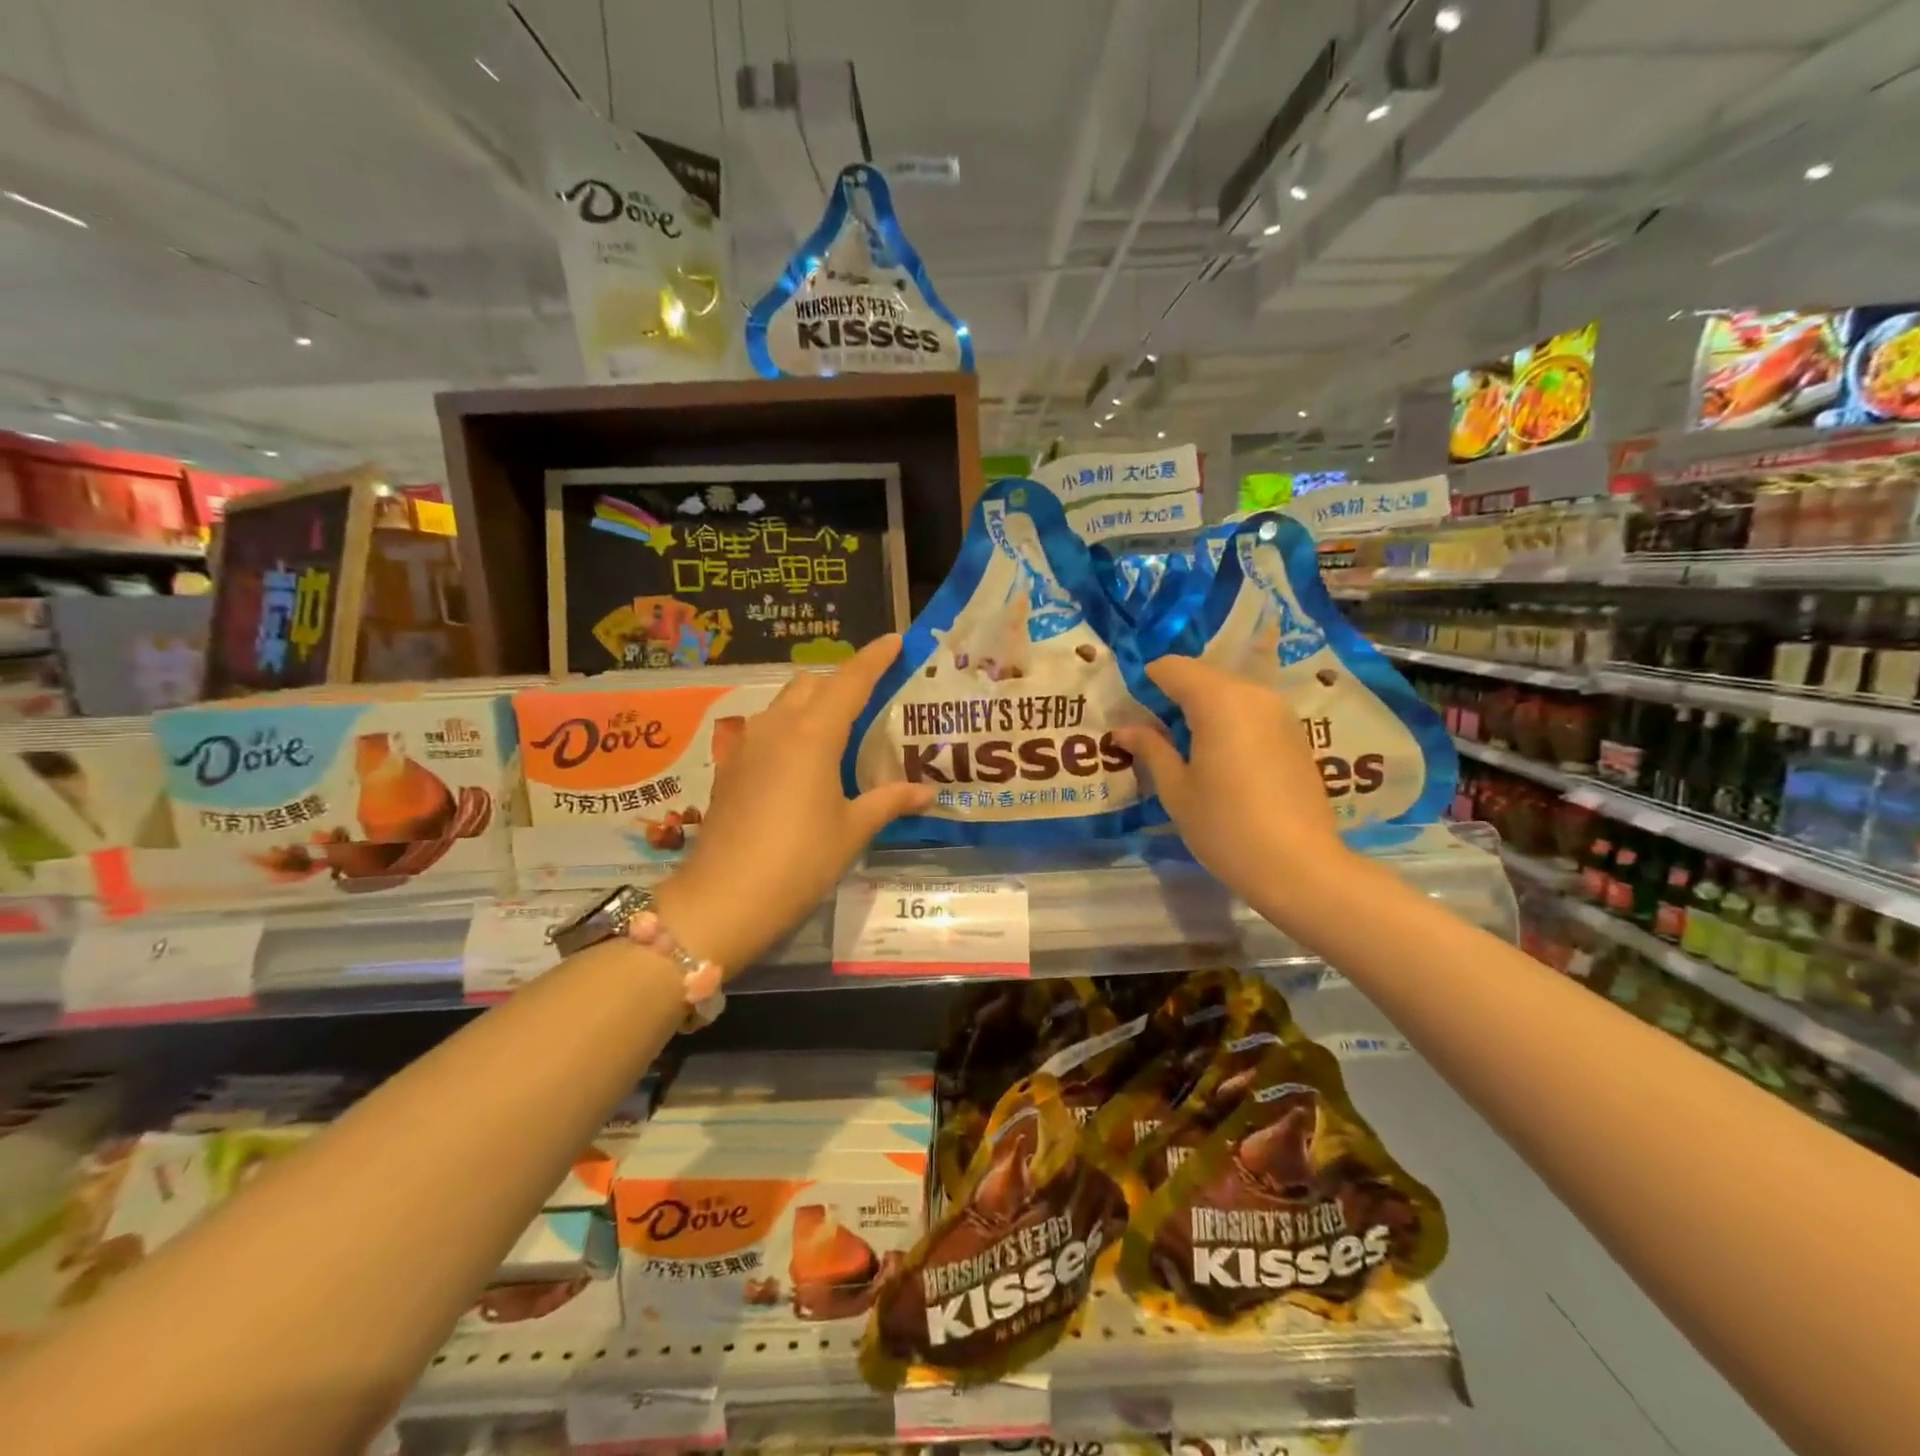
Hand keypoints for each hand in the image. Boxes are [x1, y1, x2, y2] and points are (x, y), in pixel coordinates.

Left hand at [653, 636, 934, 974]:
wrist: (723, 899)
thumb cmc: (799, 861)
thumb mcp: (852, 830)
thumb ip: (889, 801)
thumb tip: (928, 792)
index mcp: (813, 734)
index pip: (850, 681)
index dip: (874, 658)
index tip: (894, 640)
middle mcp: (777, 727)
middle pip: (812, 683)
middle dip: (842, 680)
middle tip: (872, 697)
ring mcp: (748, 746)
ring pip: (785, 703)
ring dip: (813, 703)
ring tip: (842, 729)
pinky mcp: (731, 768)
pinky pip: (767, 730)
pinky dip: (791, 729)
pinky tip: (804, 762)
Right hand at [1110, 655, 1350, 901]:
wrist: (1300, 867)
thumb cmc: (1225, 826)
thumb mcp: (1177, 789)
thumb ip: (1151, 749)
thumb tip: (1124, 729)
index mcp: (1218, 700)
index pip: (1172, 668)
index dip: (1146, 682)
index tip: (1129, 710)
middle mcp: (1253, 694)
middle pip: (1203, 676)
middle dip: (1173, 695)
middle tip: (1150, 732)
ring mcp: (1280, 713)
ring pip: (1229, 693)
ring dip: (1202, 709)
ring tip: (1182, 747)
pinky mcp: (1295, 735)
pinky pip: (1251, 712)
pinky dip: (1228, 722)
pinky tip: (1218, 759)